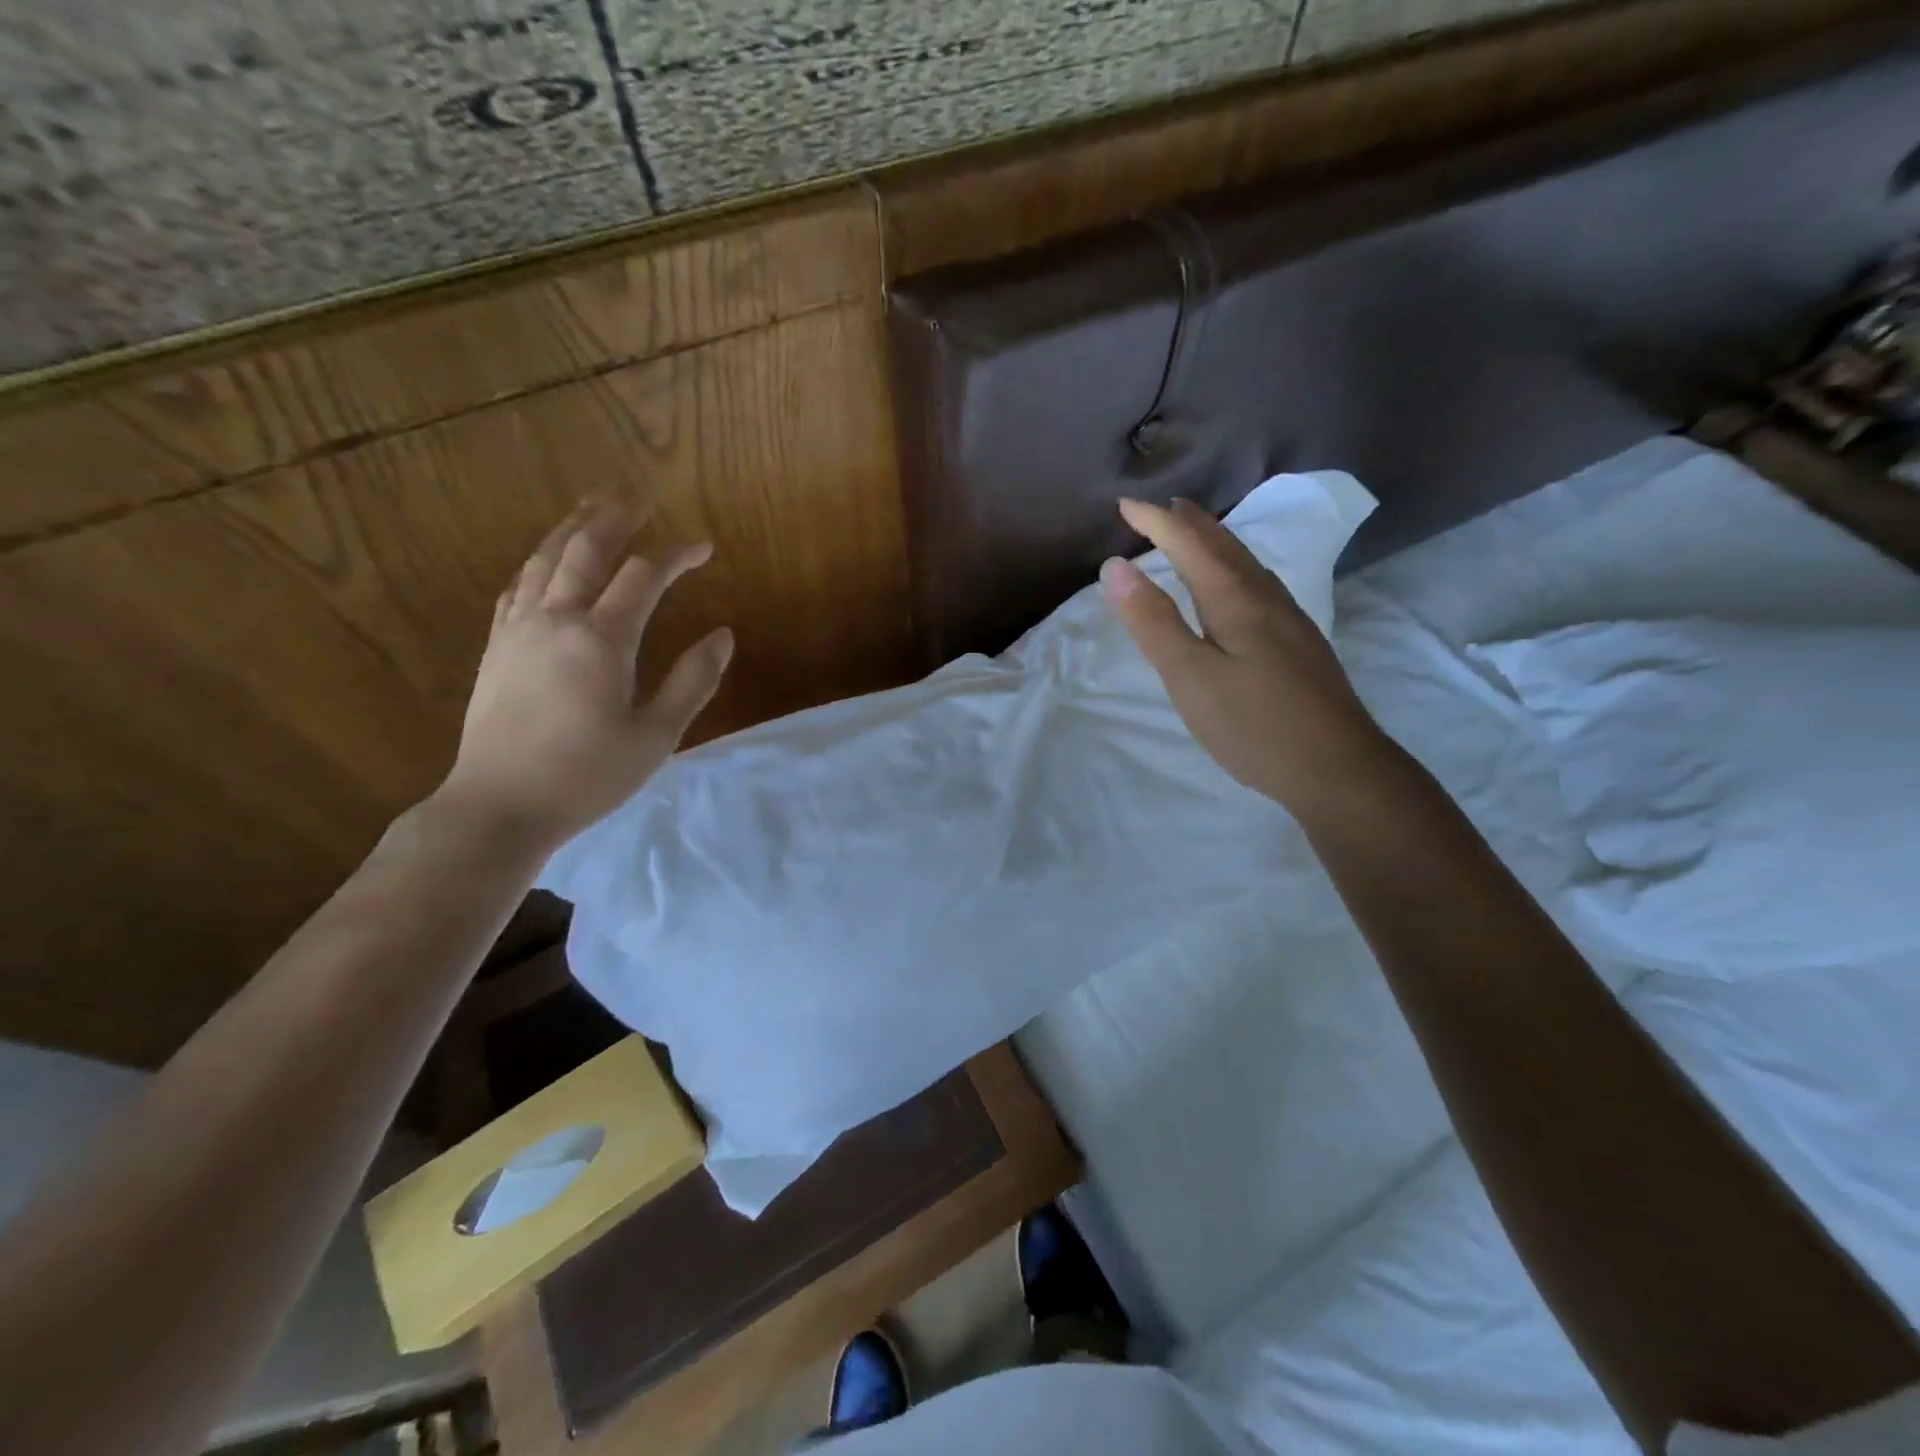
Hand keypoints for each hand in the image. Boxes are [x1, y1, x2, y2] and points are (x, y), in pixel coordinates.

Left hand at [436, 501, 732, 854]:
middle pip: (585, 549)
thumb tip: (723, 635)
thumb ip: (692, 681)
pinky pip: (517, 586)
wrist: (500, 805)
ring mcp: (518, 629)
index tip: (704, 547)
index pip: (644, 576)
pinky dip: (539, 562)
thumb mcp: (656, 734)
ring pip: (544, 559)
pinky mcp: (497, 647)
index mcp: (601, 639)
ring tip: (593, 508)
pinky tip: (546, 562)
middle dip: (615, 518)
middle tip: (639, 497)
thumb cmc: (588, 775)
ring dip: (572, 528)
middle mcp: (555, 619)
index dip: (677, 555)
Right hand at [1100, 497, 1392, 816]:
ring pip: (1246, 563)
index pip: (1189, 544)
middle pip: (1224, 545)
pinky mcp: (1299, 643)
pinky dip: (1234, 567)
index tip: (1124, 504)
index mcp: (1235, 599)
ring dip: (1215, 541)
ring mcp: (1289, 619)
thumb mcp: (1190, 677)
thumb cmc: (1253, 725)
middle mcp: (1265, 598)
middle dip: (1190, 522)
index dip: (1155, 522)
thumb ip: (1153, 622)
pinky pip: (1259, 583)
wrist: (1338, 767)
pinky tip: (1239, 586)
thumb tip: (1116, 566)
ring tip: (1196, 533)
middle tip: (1162, 508)